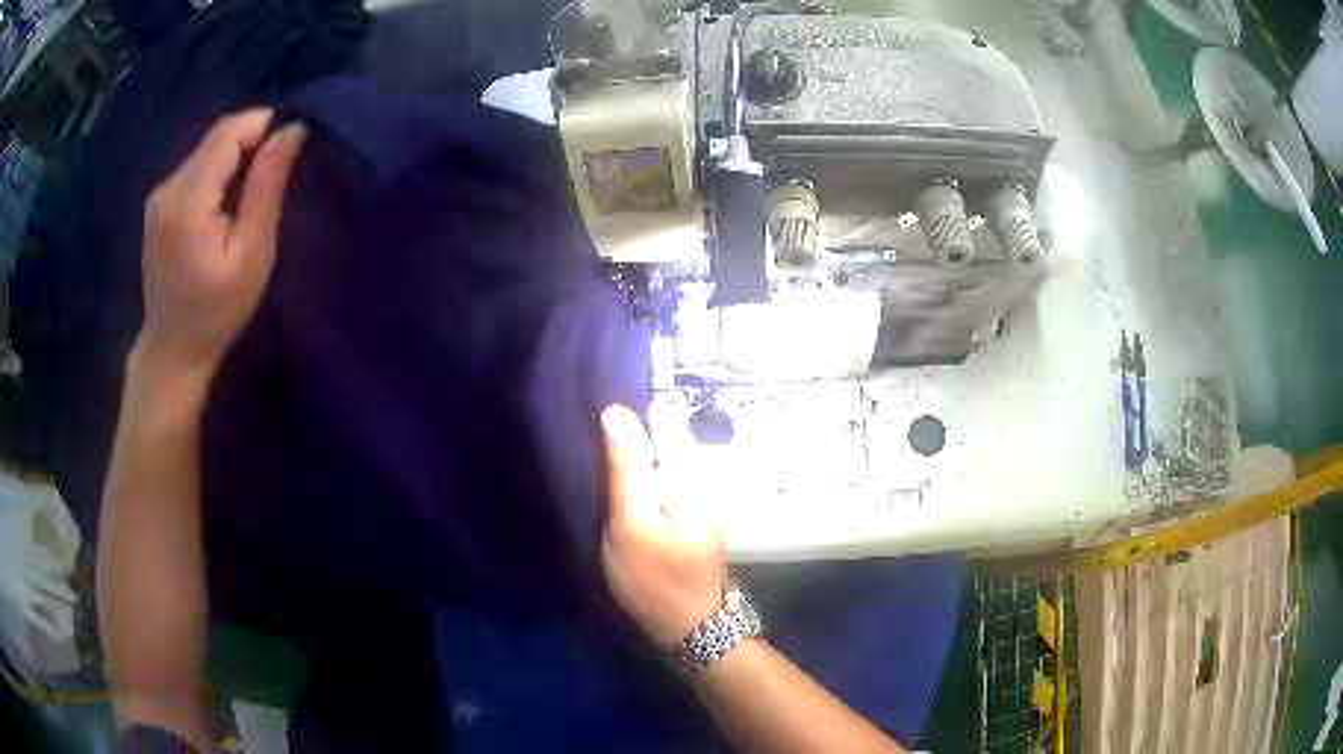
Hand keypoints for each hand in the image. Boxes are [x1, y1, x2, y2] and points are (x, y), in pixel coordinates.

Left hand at [138, 109, 306, 376]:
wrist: (171, 352)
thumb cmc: (216, 312)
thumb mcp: (252, 254)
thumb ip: (266, 187)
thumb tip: (291, 129)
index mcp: (188, 199)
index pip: (229, 130)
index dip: (263, 125)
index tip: (287, 149)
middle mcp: (168, 187)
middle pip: (216, 136)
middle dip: (251, 141)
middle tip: (273, 174)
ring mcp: (159, 196)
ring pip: (206, 150)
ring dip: (235, 157)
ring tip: (251, 193)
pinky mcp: (158, 205)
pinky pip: (194, 169)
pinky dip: (217, 173)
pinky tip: (225, 205)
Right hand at [600, 406, 725, 646]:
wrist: (688, 627)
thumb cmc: (656, 577)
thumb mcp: (632, 521)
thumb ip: (626, 466)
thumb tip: (615, 411)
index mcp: (693, 472)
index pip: (660, 420)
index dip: (626, 422)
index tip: (594, 435)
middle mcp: (701, 476)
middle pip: (659, 440)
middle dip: (627, 447)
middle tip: (592, 466)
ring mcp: (697, 497)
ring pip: (658, 464)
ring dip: (631, 468)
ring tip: (600, 481)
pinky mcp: (688, 515)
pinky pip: (661, 485)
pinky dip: (640, 487)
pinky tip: (620, 501)